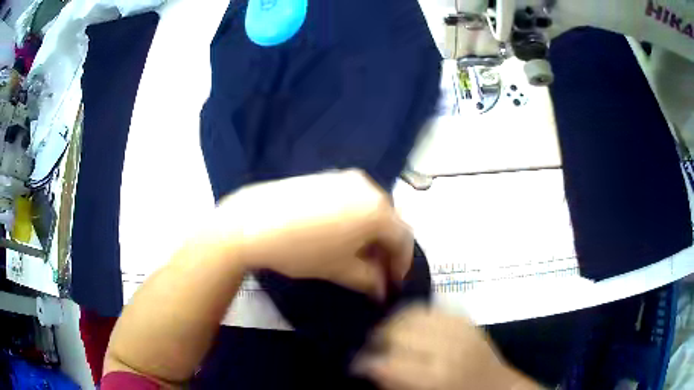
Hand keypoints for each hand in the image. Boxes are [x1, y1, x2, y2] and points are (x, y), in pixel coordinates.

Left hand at [211, 169, 413, 299]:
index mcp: (378, 210)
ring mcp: (345, 178)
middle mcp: (368, 187)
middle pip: (389, 221)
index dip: (402, 264)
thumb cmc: (302, 250)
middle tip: (376, 271)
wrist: (252, 222)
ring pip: (371, 209)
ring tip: (357, 255)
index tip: (393, 283)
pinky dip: (356, 218)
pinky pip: (352, 199)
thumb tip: (382, 290)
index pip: (403, 239)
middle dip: (386, 248)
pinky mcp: (326, 176)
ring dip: (371, 233)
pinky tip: (340, 234)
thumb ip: (369, 280)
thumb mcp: (339, 270)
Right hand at [354, 305, 541, 389]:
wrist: (497, 387)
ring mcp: (460, 329)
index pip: (386, 363)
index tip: (355, 366)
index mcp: (435, 378)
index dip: (363, 363)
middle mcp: (447, 348)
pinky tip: (407, 324)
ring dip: (392, 323)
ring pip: (412, 313)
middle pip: (397, 332)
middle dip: (376, 341)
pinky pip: (432, 307)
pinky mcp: (466, 319)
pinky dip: (413, 313)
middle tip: (371, 350)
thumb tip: (369, 369)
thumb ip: (393, 384)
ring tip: (387, 335)